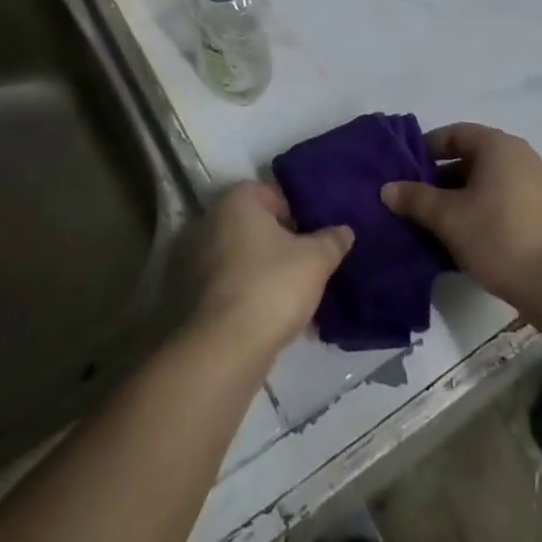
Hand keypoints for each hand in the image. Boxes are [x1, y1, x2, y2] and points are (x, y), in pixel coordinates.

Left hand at [190, 181, 352, 364]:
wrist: (228, 347)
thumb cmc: (273, 285)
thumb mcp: (316, 260)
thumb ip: (332, 240)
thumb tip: (345, 230)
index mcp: (237, 200)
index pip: (275, 194)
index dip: (299, 214)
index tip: (316, 237)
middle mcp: (212, 220)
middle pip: (260, 226)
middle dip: (285, 244)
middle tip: (311, 263)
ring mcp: (200, 258)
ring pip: (248, 257)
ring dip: (271, 271)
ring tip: (299, 294)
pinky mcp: (197, 293)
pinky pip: (235, 283)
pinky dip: (255, 293)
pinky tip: (279, 315)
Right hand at [381, 123, 541, 318]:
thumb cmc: (500, 237)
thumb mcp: (449, 218)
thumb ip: (416, 199)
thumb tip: (387, 188)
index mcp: (498, 145)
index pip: (454, 133)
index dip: (426, 149)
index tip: (405, 172)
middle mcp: (521, 156)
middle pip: (472, 158)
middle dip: (441, 178)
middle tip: (417, 202)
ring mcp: (540, 184)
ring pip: (489, 183)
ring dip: (462, 199)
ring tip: (438, 225)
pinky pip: (507, 201)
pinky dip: (484, 212)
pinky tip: (469, 241)